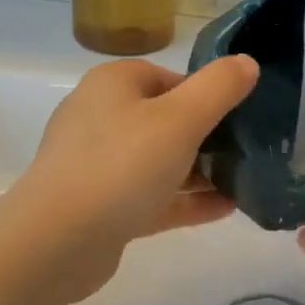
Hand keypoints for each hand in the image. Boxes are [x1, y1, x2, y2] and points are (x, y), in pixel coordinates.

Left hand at [10, 56, 257, 295]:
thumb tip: (247, 62)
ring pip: (160, 161)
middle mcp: (101, 117)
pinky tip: (226, 209)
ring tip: (243, 181)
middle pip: (166, 119)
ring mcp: (97, 164)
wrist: (56, 242)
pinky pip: (152, 196)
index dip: (206, 93)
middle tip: (246, 150)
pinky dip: (185, 200)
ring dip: (200, 171)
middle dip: (208, 135)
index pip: (169, 77)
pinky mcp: (100, 206)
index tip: (238, 115)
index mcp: (114, 84)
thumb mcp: (182, 119)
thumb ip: (219, 87)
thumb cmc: (122, 165)